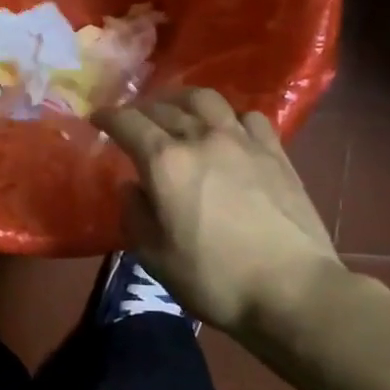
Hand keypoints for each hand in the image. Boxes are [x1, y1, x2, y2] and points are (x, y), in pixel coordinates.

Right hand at [95, 88, 340, 331]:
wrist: (291, 289)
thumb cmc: (214, 279)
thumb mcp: (155, 257)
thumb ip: (135, 214)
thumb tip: (132, 186)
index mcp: (165, 162)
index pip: (128, 123)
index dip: (108, 117)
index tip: (97, 118)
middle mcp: (201, 138)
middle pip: (165, 107)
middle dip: (142, 110)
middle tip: (134, 121)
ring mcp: (242, 141)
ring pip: (206, 100)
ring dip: (183, 100)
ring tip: (177, 111)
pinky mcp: (275, 152)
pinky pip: (247, 117)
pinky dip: (228, 117)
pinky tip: (228, 131)